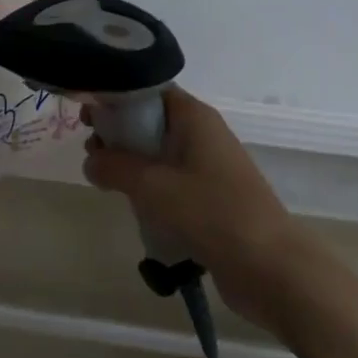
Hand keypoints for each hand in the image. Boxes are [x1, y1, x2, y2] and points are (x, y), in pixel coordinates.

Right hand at [82, 88, 304, 330]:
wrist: (269, 266)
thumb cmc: (210, 212)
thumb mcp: (151, 185)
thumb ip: (114, 166)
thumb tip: (91, 161)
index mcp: (194, 117)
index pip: (149, 91)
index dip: (116, 99)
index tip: (87, 117)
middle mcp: (203, 134)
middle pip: (152, 121)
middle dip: (119, 134)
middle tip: (91, 153)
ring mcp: (209, 167)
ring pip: (160, 154)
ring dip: (132, 164)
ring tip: (104, 182)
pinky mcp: (211, 198)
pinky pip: (172, 181)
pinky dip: (150, 188)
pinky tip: (133, 206)